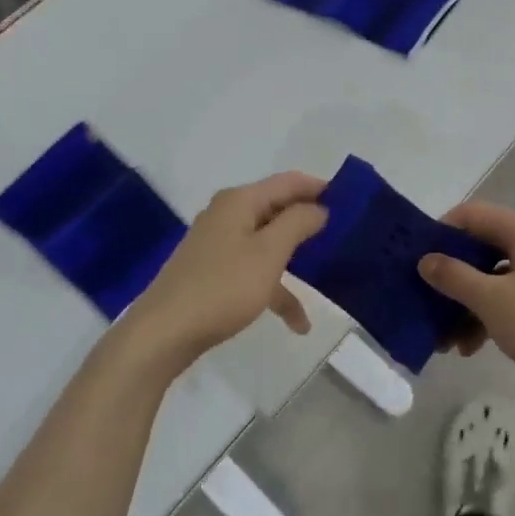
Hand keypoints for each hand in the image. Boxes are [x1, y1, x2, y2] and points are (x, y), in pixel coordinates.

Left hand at [124, 172, 327, 374]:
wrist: (162, 333)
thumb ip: (298, 224)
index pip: (289, 182)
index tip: (352, 202)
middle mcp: (228, 215)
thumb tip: (318, 207)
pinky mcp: (214, 272)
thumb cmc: (221, 287)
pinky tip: (297, 322)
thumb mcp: (269, 253)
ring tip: (329, 275)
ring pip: (268, 243)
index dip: (320, 187)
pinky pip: (254, 270)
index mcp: (240, 201)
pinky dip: (275, 288)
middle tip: (346, 235)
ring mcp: (219, 245)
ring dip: (297, 260)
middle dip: (310, 223)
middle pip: (278, 210)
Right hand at [419, 203, 514, 390]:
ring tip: (447, 341)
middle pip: (480, 249)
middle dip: (451, 280)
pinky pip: (512, 295)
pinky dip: (491, 314)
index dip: (439, 233)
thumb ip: (454, 277)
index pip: (470, 215)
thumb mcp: (492, 301)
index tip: (415, 260)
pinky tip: (474, 346)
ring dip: (467, 304)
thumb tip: (425, 259)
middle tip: (426, 305)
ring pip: (494, 277)